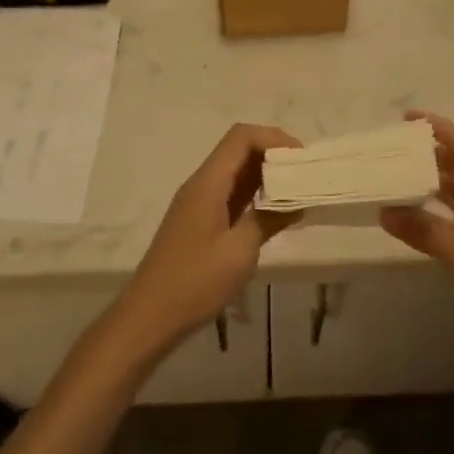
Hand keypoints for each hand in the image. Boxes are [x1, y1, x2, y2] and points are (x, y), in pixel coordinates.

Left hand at [107, 124, 300, 359]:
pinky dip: (254, 195)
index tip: (302, 159)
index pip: (241, 137)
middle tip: (305, 175)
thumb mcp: (239, 252)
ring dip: (265, 175)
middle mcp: (201, 184)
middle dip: (273, 155)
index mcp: (208, 183)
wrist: (149, 317)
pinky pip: (230, 194)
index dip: (274, 138)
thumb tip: (296, 201)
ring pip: (235, 172)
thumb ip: (268, 219)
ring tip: (297, 191)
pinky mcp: (199, 221)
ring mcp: (198, 202)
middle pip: (238, 150)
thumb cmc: (194, 283)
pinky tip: (274, 212)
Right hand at [381, 112, 453, 368]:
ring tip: (396, 172)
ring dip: (429, 181)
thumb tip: (384, 211)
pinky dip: (430, 213)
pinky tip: (409, 215)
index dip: (443, 129)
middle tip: (396, 146)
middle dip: (432, 152)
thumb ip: (424, 230)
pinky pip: (450, 219)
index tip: (412, 118)